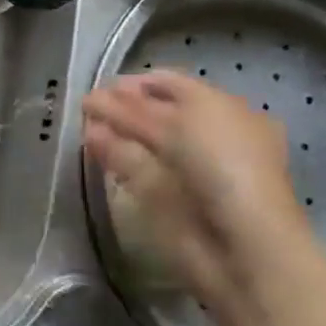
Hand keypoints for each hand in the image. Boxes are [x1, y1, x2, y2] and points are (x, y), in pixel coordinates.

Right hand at [82, 68, 309, 316]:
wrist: (242, 243)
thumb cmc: (226, 164)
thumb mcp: (183, 121)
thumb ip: (135, 109)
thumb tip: (96, 99)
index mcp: (226, 113)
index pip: (175, 87)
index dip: (141, 83)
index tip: (106, 85)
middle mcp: (207, 139)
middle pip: (155, 114)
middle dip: (123, 107)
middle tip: (88, 104)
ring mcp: (186, 171)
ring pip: (142, 142)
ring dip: (114, 130)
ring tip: (84, 123)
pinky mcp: (167, 201)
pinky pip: (137, 170)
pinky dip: (114, 156)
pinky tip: (92, 145)